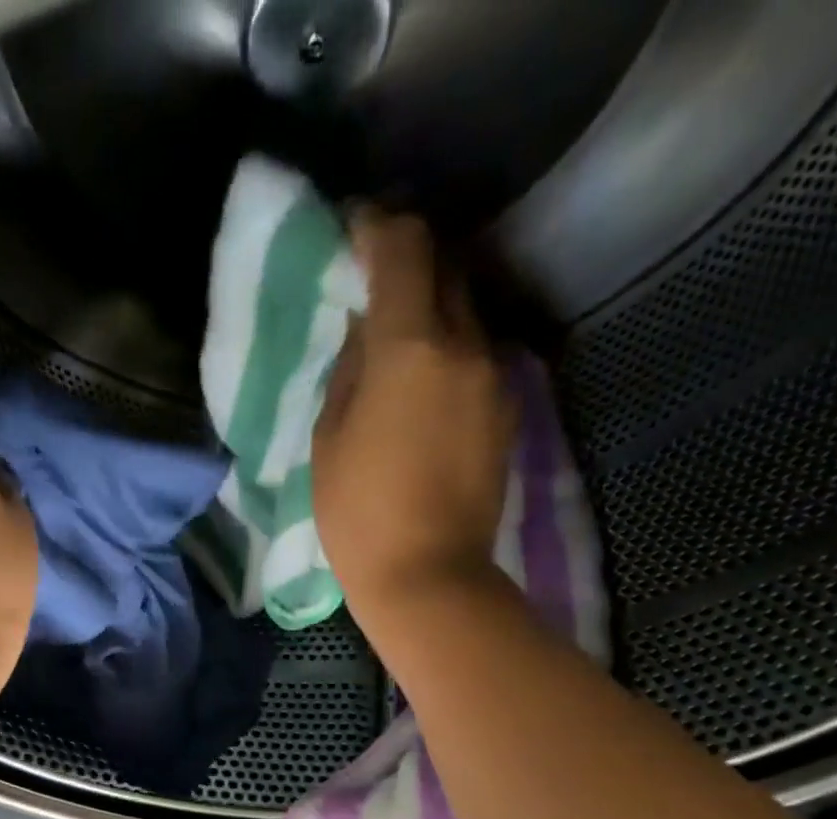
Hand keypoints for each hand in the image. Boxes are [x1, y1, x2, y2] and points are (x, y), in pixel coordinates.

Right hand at [312, 209, 516, 644]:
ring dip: (432, 308)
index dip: (377, 226)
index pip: (404, 248)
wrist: (428, 575)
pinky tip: (422, 384)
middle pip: (446, 268)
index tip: (354, 228)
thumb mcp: (329, 438)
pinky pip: (477, 355)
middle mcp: (466, 345)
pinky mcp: (507, 409)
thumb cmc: (358, 514)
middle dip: (410, 260)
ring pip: (466, 312)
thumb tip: (368, 329)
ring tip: (396, 337)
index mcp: (411, 348)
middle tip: (372, 279)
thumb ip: (350, 369)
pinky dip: (449, 349)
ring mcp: (495, 376)